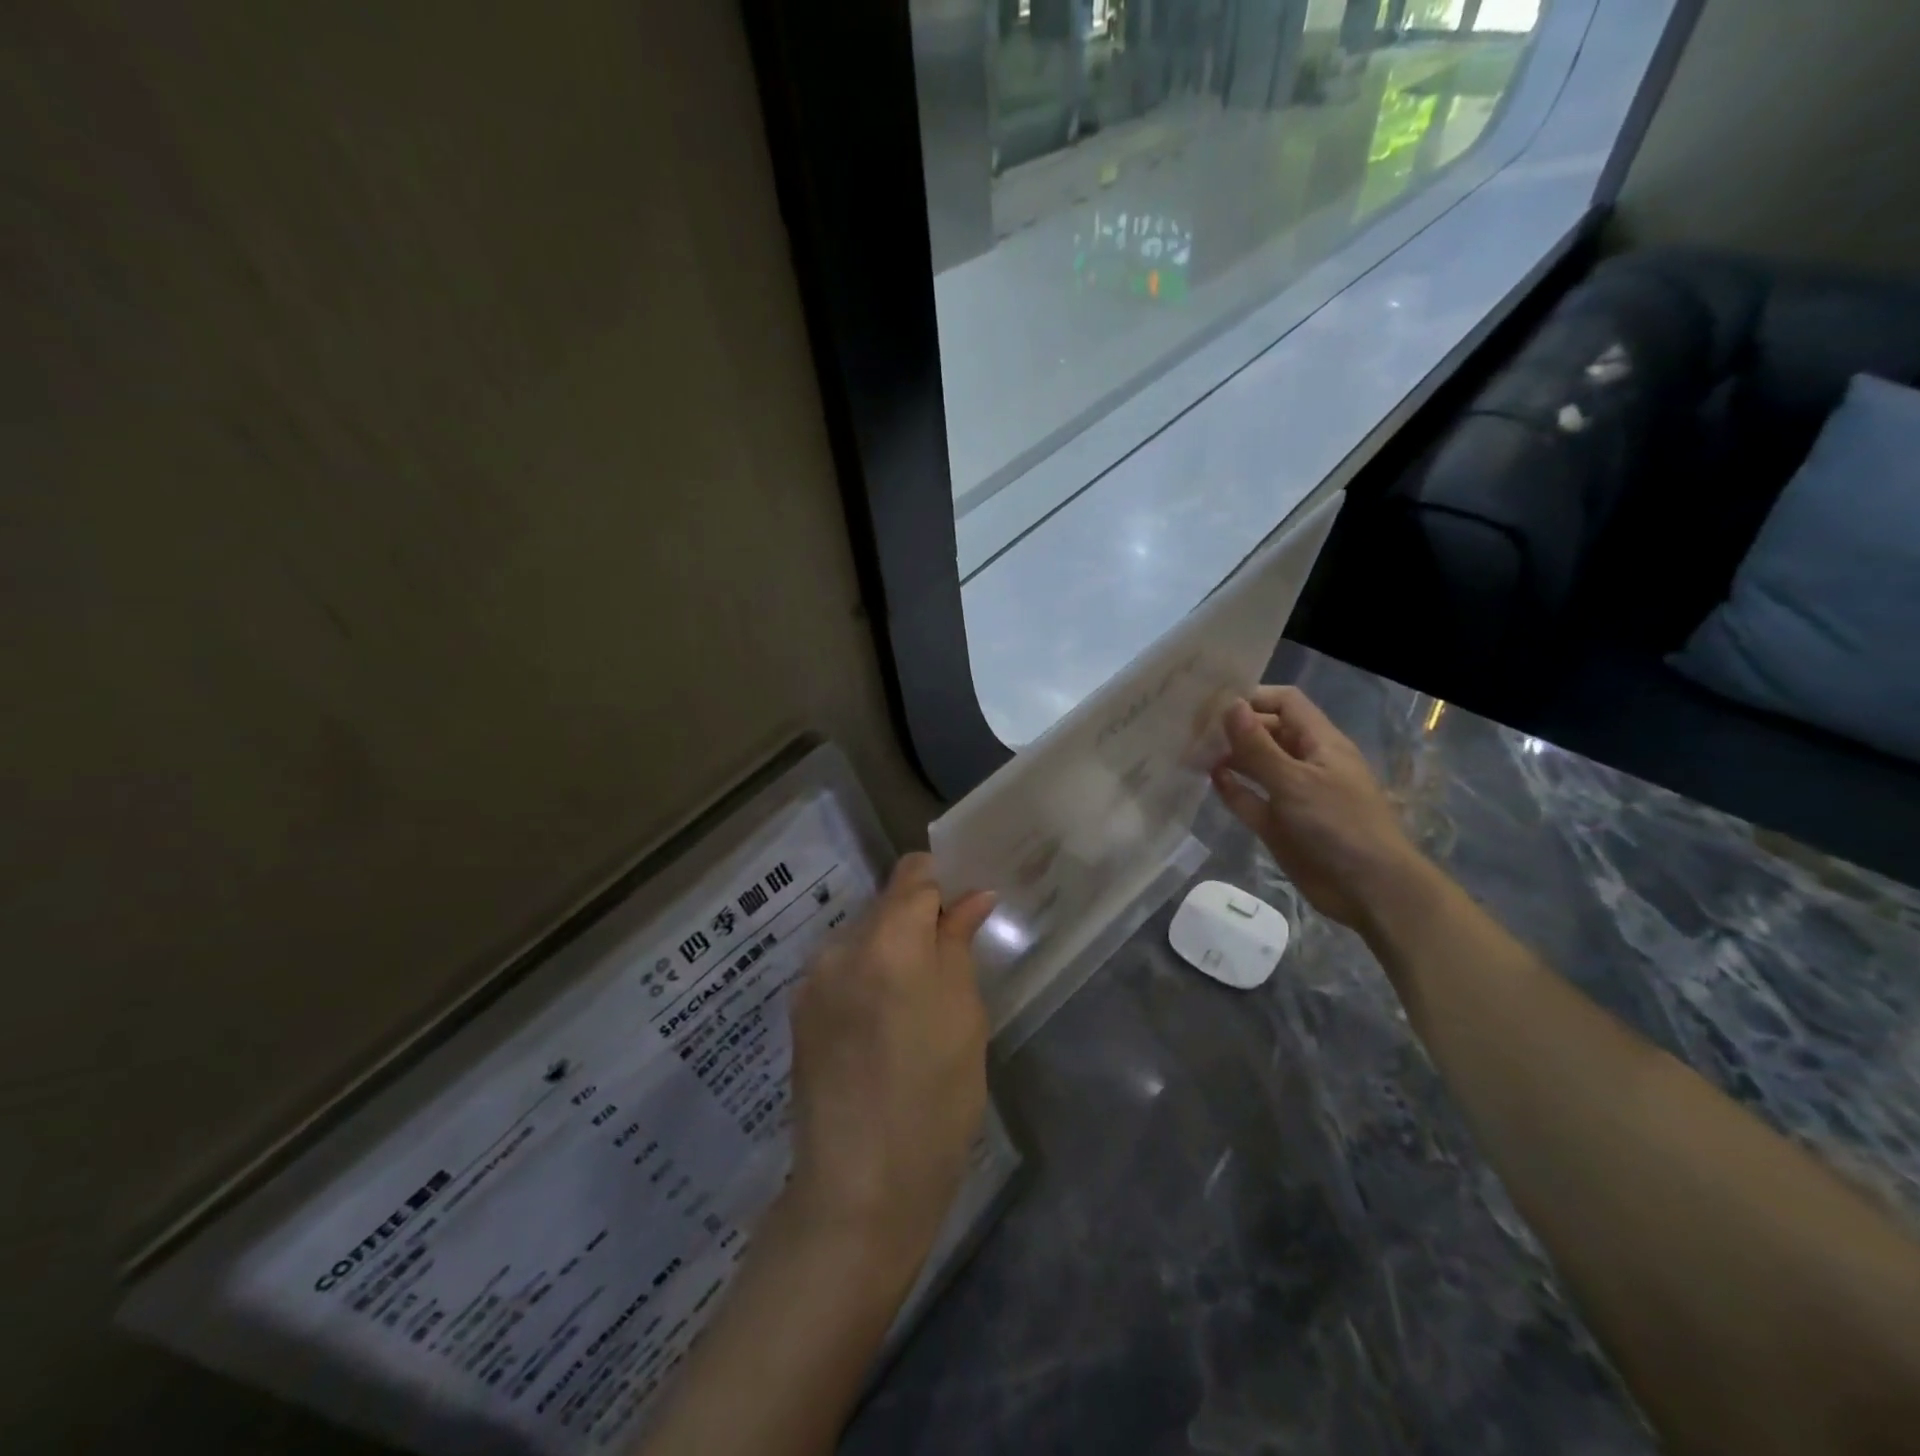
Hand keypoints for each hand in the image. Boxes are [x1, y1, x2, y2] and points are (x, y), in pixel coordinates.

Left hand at [782, 854, 995, 1264]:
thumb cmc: (935, 1099)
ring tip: (911, 1011)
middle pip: (885, 905)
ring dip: (890, 954)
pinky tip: (880, 1032)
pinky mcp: (799, 1013)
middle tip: (947, 971)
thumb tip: (972, 896)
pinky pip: (841, 972)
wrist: (860, 1188)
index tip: (962, 915)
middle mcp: (839, 947)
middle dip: (917, 923)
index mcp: (887, 940)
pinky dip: (866, 980)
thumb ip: (959, 943)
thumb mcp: (964, 1016)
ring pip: (862, 939)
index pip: (912, 873)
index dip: (941, 884)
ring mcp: (812, 980)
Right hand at [1210, 686, 1426, 930]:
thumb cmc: (1338, 825)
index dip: (1253, 697)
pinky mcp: (1278, 824)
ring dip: (1229, 757)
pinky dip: (1232, 789)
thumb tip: (1229, 705)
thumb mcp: (1295, 781)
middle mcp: (1304, 763)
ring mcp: (1291, 794)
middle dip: (1234, 727)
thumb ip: (1258, 746)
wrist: (1368, 890)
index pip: (1285, 703)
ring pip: (1255, 766)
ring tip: (1191, 751)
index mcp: (1319, 743)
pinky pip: (1250, 799)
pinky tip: (1209, 780)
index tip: (1213, 702)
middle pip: (1266, 732)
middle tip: (1191, 728)